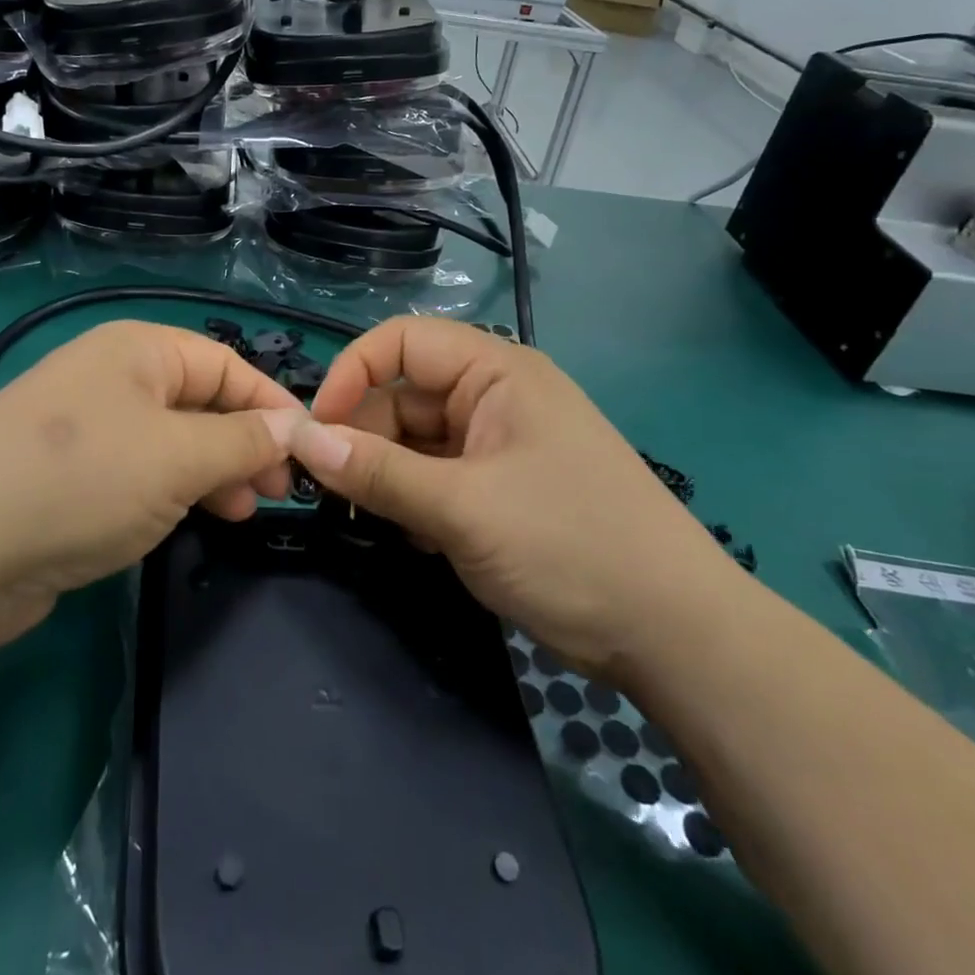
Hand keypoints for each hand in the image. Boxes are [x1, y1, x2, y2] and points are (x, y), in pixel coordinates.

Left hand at [0, 322, 305, 644]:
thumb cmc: (82, 482)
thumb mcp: (179, 457)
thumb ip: (243, 440)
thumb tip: (294, 427)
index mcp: (137, 351)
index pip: (226, 365)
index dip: (272, 405)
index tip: (309, 453)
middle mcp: (110, 377)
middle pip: (200, 401)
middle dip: (244, 443)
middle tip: (276, 493)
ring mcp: (84, 427)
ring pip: (171, 440)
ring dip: (212, 471)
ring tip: (240, 512)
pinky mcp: (67, 474)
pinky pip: (138, 470)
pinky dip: (171, 490)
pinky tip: (188, 518)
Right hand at [286, 318, 733, 672]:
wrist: (674, 634)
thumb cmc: (569, 546)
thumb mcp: (461, 508)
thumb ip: (376, 471)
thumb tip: (301, 439)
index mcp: (496, 372)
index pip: (402, 340)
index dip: (352, 374)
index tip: (316, 431)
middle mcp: (496, 397)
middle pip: (404, 395)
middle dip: (364, 437)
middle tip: (331, 491)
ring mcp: (500, 445)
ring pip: (416, 442)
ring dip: (387, 476)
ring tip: (374, 520)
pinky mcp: (502, 488)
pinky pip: (437, 477)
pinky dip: (415, 501)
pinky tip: (416, 538)